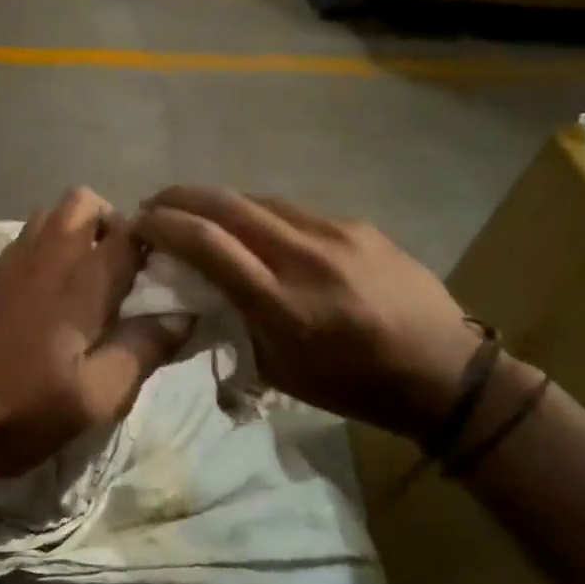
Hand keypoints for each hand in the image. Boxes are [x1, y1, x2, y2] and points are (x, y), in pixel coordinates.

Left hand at [0, 188, 190, 479]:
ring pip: (51, 214)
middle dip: (113, 223)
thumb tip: (183, 315)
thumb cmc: (20, 410)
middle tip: (126, 273)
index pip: (128, 232)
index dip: (156, 241)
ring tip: (92, 280)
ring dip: (79, 231)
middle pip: (83, 202)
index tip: (169, 271)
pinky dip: (50, 246)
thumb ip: (141, 351)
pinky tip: (54, 293)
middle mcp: (46, 259)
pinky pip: (27, 238)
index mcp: (79, 284)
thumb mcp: (94, 398)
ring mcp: (11, 265)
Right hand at [134, 188, 480, 441]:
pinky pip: (292, 210)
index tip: (138, 224)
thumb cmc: (354, 386)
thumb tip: (202, 286)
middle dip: (179, 197)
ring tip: (196, 211)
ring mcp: (334, 234)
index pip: (207, 244)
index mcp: (282, 304)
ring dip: (216, 201)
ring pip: (257, 199)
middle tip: (153, 204)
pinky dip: (259, 214)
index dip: (164, 225)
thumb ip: (236, 321)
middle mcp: (304, 257)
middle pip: (225, 204)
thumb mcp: (280, 370)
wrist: (446, 373)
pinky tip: (255, 228)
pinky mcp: (356, 225)